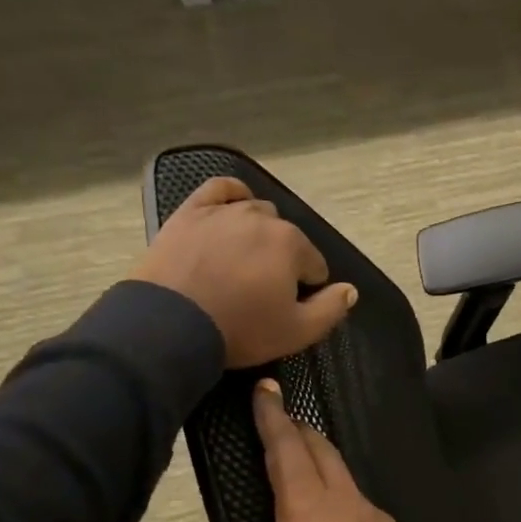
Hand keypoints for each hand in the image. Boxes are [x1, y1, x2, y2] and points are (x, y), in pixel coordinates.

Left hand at [135, 176, 357, 367]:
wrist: (170, 324)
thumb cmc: (240, 329)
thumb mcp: (297, 332)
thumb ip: (332, 309)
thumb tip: (350, 289)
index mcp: (292, 244)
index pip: (314, 266)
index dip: (306, 290)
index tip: (286, 308)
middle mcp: (263, 218)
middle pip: (286, 238)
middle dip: (282, 260)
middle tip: (262, 291)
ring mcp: (224, 211)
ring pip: (256, 213)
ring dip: (259, 234)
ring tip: (243, 262)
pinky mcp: (191, 212)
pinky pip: (220, 189)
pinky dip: (232, 195)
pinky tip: (234, 206)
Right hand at [192, 380, 442, 521]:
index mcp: (312, 515)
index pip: (288, 451)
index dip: (272, 418)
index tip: (264, 389)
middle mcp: (349, 507)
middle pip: (323, 452)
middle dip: (297, 430)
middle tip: (277, 419)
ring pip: (345, 476)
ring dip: (320, 461)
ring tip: (298, 466)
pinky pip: (359, 504)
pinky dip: (337, 493)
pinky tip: (330, 521)